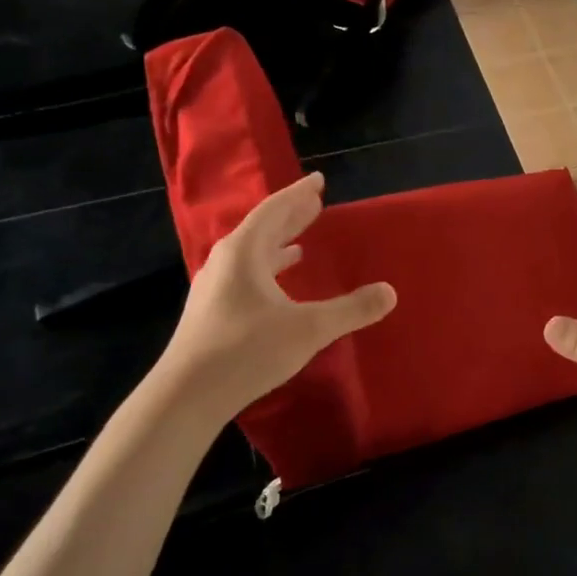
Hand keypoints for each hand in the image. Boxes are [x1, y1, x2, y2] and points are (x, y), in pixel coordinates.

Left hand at [163, 173, 395, 417]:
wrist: (186, 395)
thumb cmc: (247, 350)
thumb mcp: (308, 328)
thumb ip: (351, 309)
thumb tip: (390, 292)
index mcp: (244, 252)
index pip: (275, 210)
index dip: (298, 194)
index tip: (318, 180)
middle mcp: (225, 262)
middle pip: (262, 228)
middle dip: (290, 216)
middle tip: (315, 203)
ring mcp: (214, 287)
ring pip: (251, 254)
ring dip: (277, 244)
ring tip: (300, 242)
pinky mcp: (211, 312)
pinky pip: (245, 276)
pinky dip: (267, 269)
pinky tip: (277, 286)